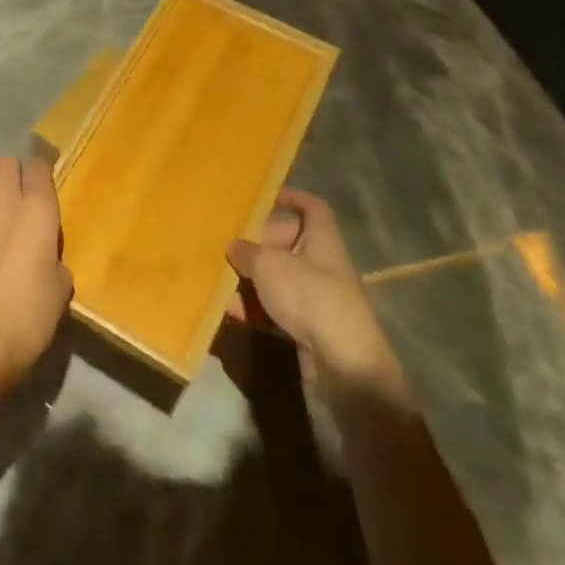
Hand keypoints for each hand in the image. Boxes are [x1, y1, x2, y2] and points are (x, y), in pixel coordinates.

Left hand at [0, 157, 72, 417]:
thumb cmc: (32, 311)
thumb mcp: (61, 286)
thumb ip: (54, 258)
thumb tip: (46, 258)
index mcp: (37, 210)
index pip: (37, 166)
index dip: (42, 171)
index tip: (47, 182)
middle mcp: (3, 204)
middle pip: (3, 162)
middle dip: (13, 170)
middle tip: (22, 191)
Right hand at [228, 188, 408, 403]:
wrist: (344, 365)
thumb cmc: (309, 297)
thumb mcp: (269, 266)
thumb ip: (247, 252)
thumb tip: (234, 247)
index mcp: (322, 241)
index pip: (312, 208)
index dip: (290, 198)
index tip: (262, 199)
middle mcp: (322, 265)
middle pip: (288, 244)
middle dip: (257, 245)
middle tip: (228, 247)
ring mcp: (317, 299)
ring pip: (278, 280)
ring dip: (250, 280)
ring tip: (220, 281)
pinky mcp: (309, 328)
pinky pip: (276, 310)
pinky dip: (255, 309)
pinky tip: (230, 312)